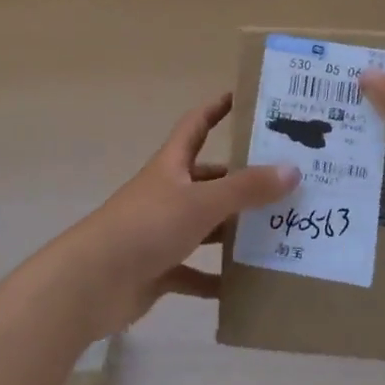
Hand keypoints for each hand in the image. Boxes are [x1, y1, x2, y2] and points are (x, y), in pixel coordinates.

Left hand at [53, 94, 297, 334]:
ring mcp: (162, 232)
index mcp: (172, 166)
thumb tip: (292, 169)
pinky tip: (247, 286)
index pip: (196, 125)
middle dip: (243, 180)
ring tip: (279, 233)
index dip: (217, 108)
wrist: (92, 283)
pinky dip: (218, 278)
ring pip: (207, 226)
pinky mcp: (159, 269)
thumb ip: (246, 189)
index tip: (244, 98)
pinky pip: (196, 271)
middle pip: (210, 179)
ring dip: (235, 231)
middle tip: (287, 182)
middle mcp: (168, 193)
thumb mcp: (201, 203)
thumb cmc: (146, 227)